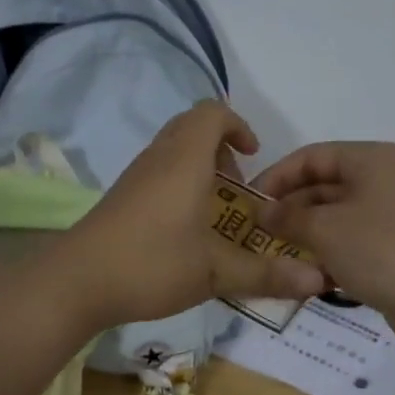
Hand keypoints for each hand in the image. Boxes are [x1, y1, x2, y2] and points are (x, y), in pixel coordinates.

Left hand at [47, 102, 326, 333]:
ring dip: (198, 166)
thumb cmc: (152, 264)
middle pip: (191, 126)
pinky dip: (178, 182)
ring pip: (172, 149)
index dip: (238, 125)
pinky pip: (157, 171)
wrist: (76, 281)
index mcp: (186, 160)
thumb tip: (318, 281)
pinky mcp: (121, 196)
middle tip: (237, 184)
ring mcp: (135, 176)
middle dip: (221, 146)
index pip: (213, 113)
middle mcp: (159, 158)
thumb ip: (266, 274)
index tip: (254, 156)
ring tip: (215, 208)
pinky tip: (184, 227)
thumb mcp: (216, 272)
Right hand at [251, 141, 394, 339]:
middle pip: (322, 184)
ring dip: (304, 232)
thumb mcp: (324, 229)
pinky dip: (327, 249)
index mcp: (370, 159)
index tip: (248, 203)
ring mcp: (390, 212)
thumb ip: (286, 216)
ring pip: (334, 214)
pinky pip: (350, 238)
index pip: (310, 157)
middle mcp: (382, 178)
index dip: (276, 177)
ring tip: (275, 253)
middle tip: (258, 233)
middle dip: (289, 208)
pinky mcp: (393, 243)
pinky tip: (305, 272)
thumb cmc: (378, 251)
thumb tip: (261, 212)